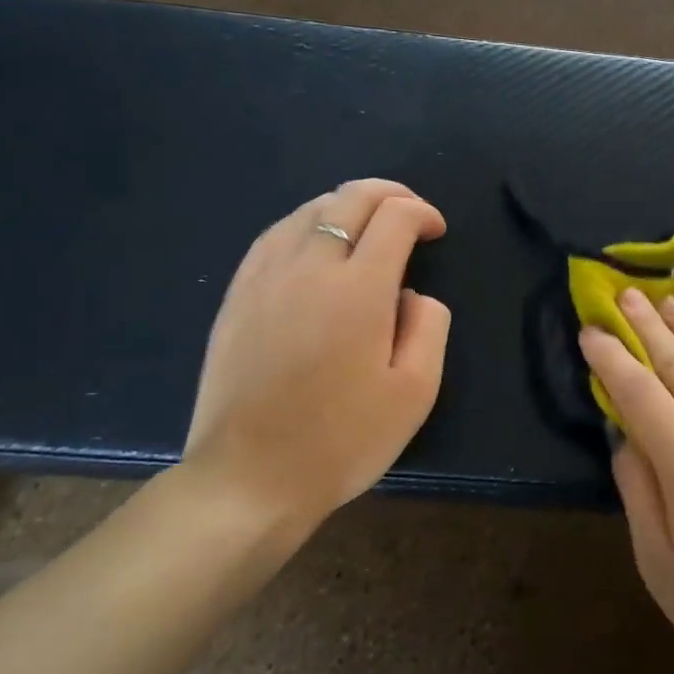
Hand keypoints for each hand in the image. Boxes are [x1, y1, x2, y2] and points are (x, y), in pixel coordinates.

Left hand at [182, 179, 449, 538]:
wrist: (250, 479)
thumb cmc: (342, 439)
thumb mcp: (415, 392)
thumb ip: (428, 327)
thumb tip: (413, 295)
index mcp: (359, 289)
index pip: (395, 218)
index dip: (422, 213)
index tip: (436, 231)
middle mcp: (309, 267)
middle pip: (350, 199)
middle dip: (389, 194)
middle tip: (411, 213)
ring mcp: (265, 277)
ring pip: (309, 210)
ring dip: (347, 205)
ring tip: (368, 224)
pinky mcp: (237, 295)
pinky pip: (274, 235)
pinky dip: (306, 223)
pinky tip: (315, 241)